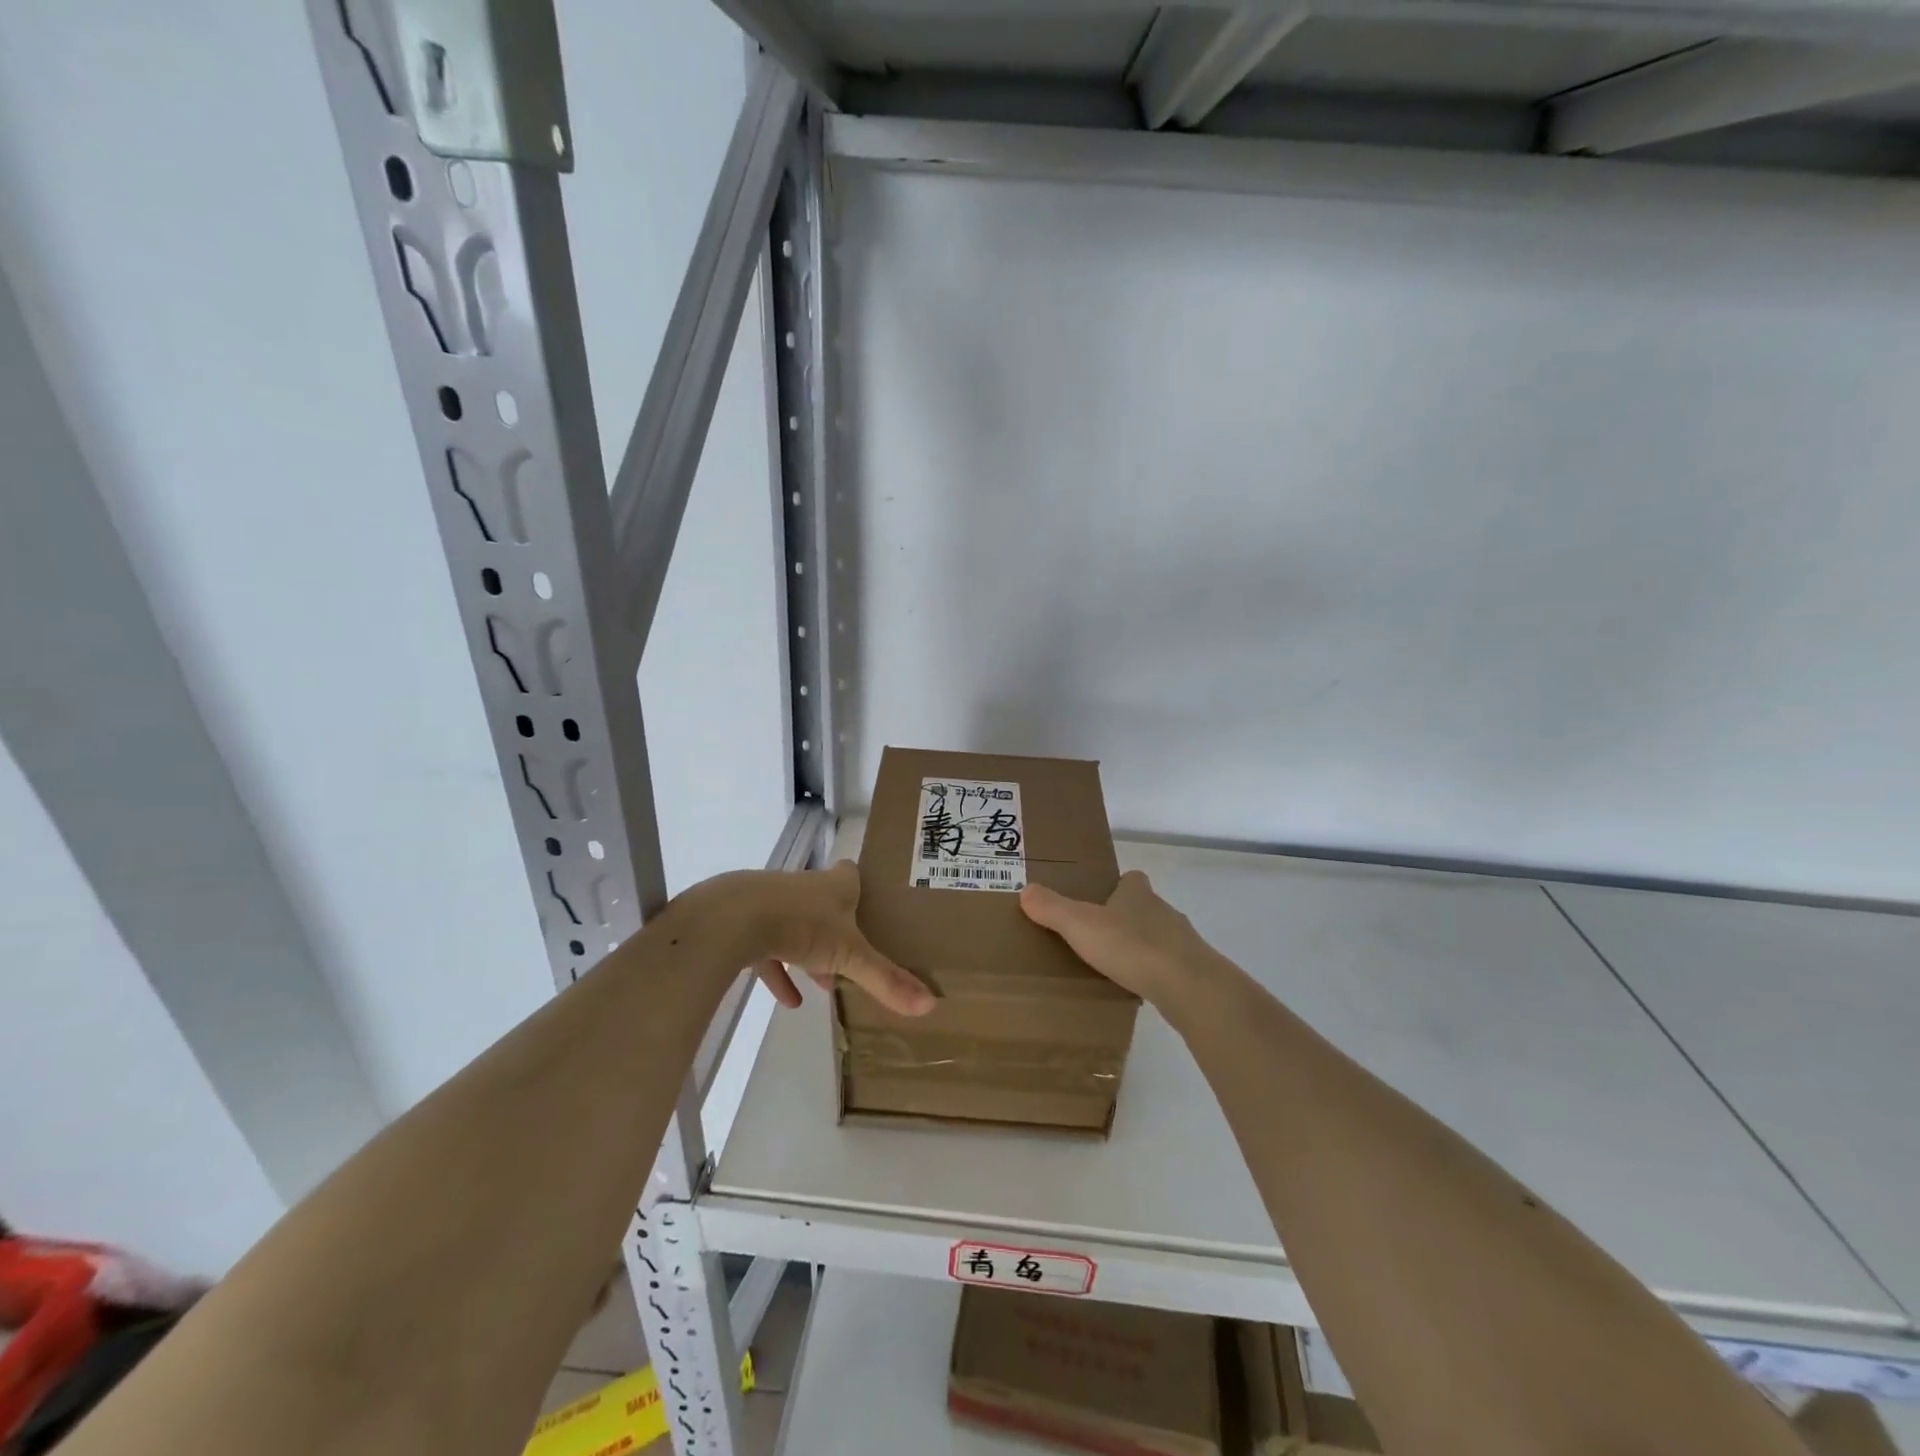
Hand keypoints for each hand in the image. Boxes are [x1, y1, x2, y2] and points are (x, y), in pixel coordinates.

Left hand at [728, 860, 934, 1015]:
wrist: (734, 918)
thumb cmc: (803, 925)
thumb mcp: (851, 956)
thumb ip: (886, 980)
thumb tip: (930, 1004)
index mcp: (835, 885)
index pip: (851, 875)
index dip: (860, 887)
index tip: (869, 903)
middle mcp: (804, 887)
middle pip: (824, 903)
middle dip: (837, 927)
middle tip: (852, 953)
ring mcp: (772, 902)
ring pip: (795, 925)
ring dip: (808, 953)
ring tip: (822, 984)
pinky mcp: (745, 923)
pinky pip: (767, 949)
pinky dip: (778, 972)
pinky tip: (788, 1000)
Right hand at [1020, 870, 1216, 1003]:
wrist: (1188, 985)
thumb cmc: (1132, 946)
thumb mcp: (1080, 925)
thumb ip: (1052, 908)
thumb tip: (1025, 890)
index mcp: (1137, 893)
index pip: (1131, 879)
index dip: (1117, 886)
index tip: (1099, 900)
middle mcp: (1163, 910)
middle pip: (1143, 907)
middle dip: (1125, 918)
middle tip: (1098, 936)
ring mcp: (1182, 941)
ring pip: (1157, 937)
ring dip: (1140, 947)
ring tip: (1115, 966)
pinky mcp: (1192, 971)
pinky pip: (1168, 966)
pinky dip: (1154, 973)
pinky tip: (1138, 988)